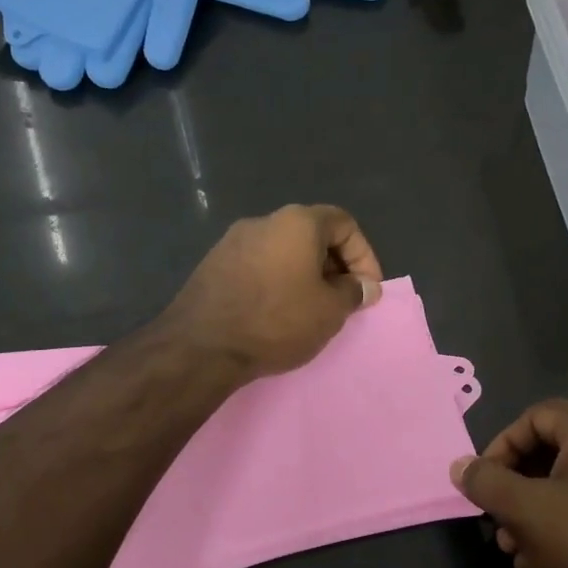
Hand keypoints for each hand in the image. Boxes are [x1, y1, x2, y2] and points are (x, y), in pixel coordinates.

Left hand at [162, 205, 382, 380]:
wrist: (201, 346)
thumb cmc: (276, 321)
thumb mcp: (329, 311)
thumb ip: (353, 292)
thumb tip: (365, 286)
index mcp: (297, 222)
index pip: (344, 223)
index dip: (364, 255)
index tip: (366, 289)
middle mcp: (264, 221)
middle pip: (312, 234)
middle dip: (335, 265)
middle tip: (342, 300)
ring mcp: (233, 241)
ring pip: (283, 250)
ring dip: (305, 274)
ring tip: (311, 309)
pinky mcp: (213, 264)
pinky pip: (258, 265)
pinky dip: (277, 281)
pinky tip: (277, 312)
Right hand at [450, 399, 567, 567]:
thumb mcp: (526, 512)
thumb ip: (487, 483)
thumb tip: (460, 465)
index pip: (536, 416)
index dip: (501, 445)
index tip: (484, 484)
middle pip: (555, 451)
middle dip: (517, 487)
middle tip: (498, 523)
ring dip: (537, 512)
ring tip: (516, 551)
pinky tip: (548, 564)